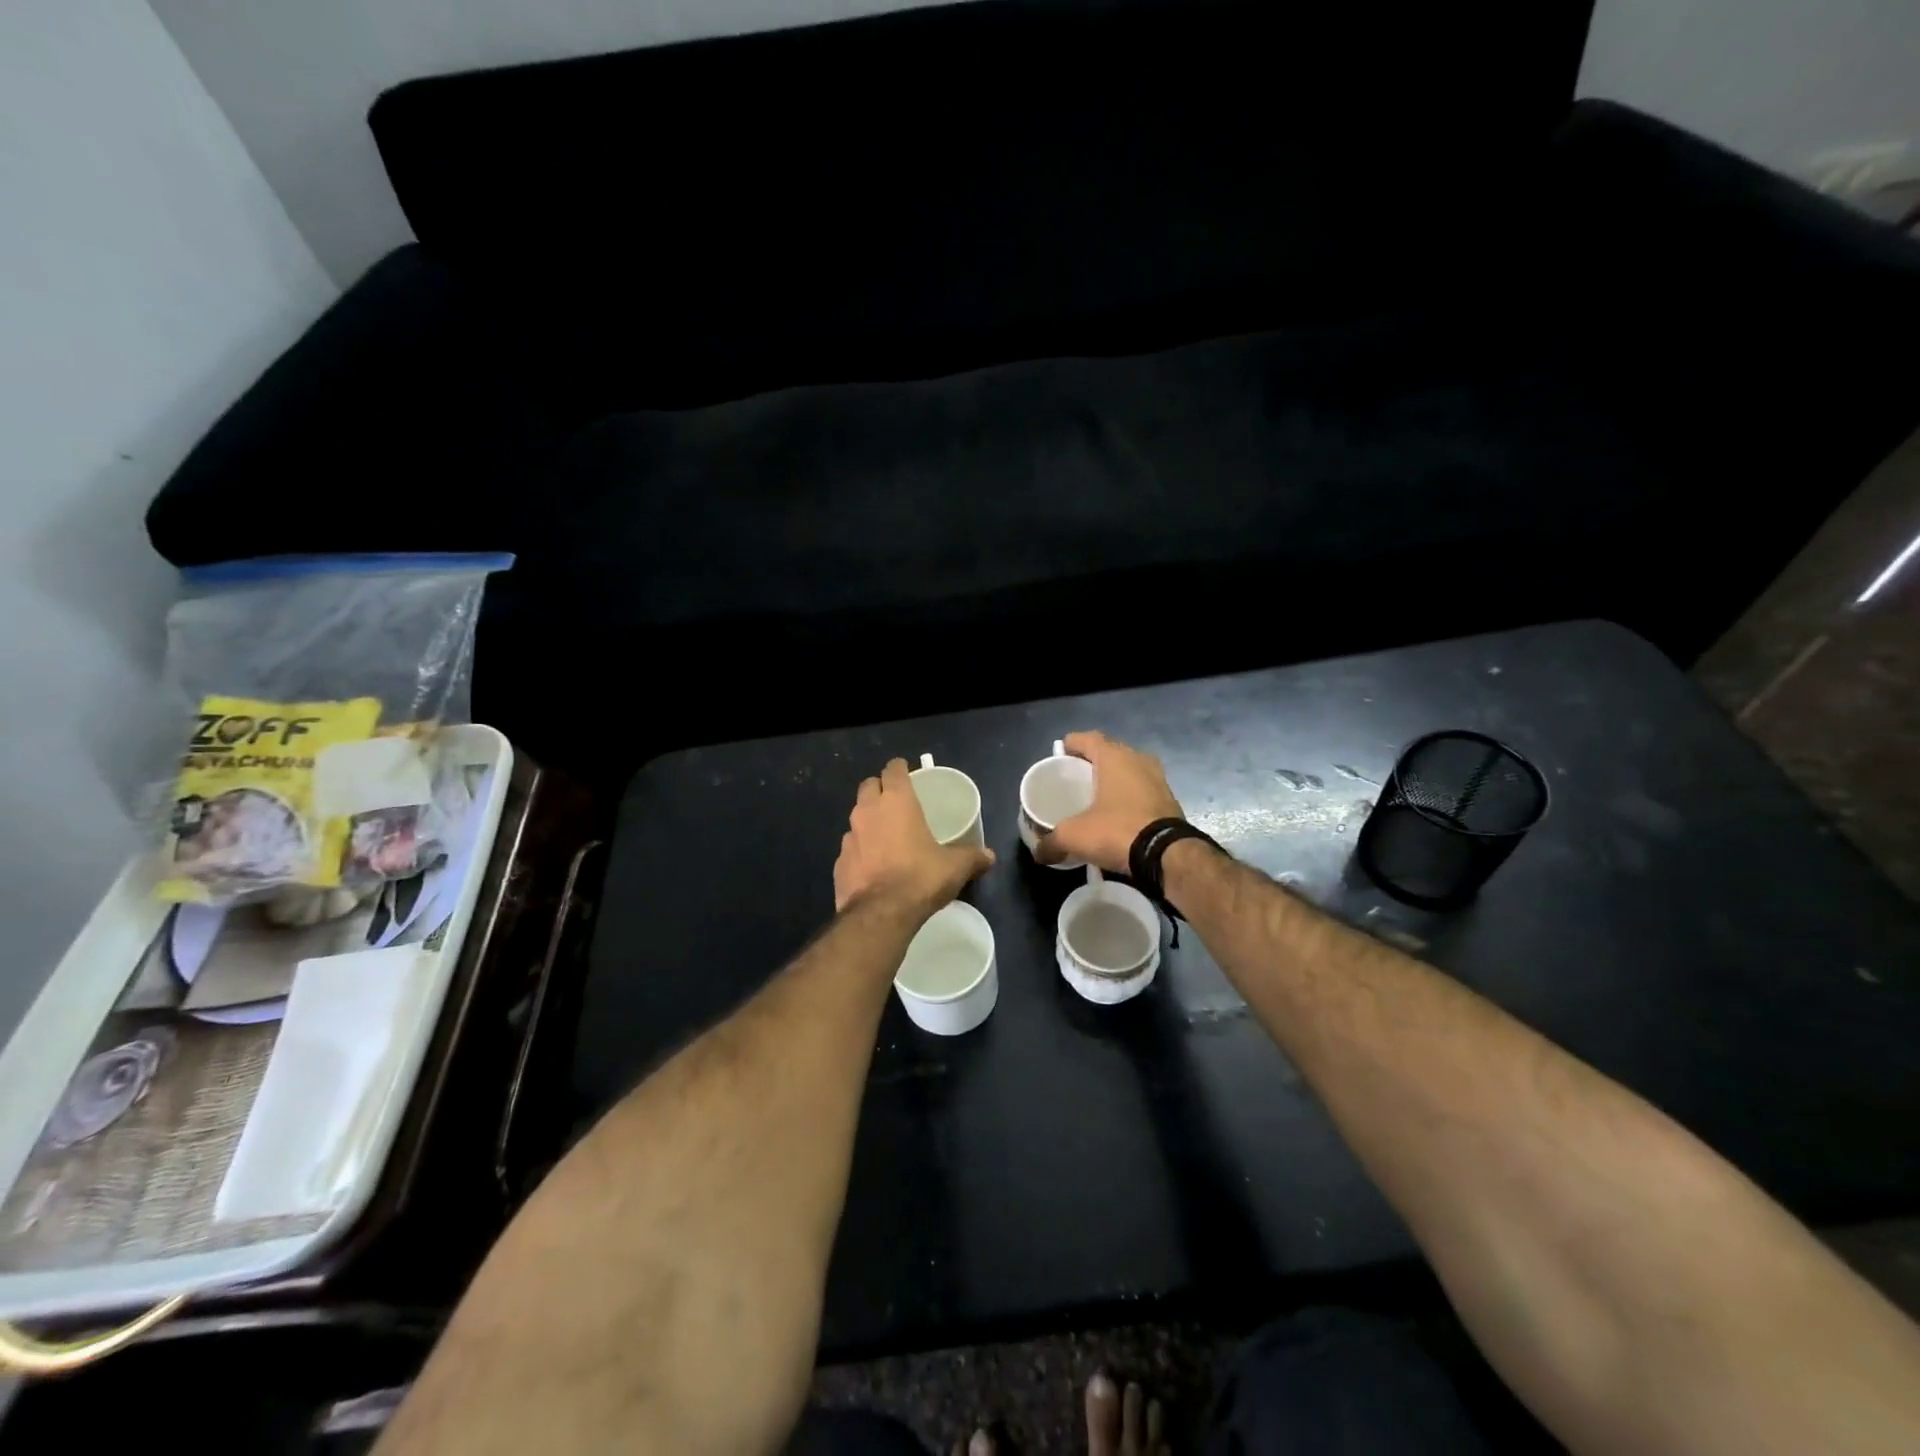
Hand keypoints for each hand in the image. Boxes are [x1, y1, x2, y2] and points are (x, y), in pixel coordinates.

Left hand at [835, 758, 994, 913]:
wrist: (880, 914)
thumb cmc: (920, 878)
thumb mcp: (955, 867)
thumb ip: (972, 857)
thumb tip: (989, 856)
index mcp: (896, 802)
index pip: (893, 770)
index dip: (899, 768)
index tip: (906, 771)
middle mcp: (868, 811)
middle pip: (869, 786)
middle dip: (880, 788)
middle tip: (895, 800)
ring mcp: (849, 837)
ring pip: (857, 817)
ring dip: (869, 820)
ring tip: (885, 834)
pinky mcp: (839, 862)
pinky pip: (850, 847)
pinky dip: (860, 850)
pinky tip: (872, 864)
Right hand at [1037, 732, 1184, 872]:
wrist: (1167, 855)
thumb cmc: (1116, 831)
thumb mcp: (1074, 836)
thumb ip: (1052, 841)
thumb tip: (1040, 853)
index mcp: (1114, 757)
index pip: (1088, 738)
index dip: (1071, 744)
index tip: (1059, 755)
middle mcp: (1138, 760)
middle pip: (1109, 753)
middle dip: (1091, 763)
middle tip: (1075, 778)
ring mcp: (1158, 779)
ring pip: (1129, 772)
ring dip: (1113, 781)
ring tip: (1095, 798)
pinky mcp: (1170, 800)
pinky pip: (1142, 791)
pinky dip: (1128, 798)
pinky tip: (1117, 816)